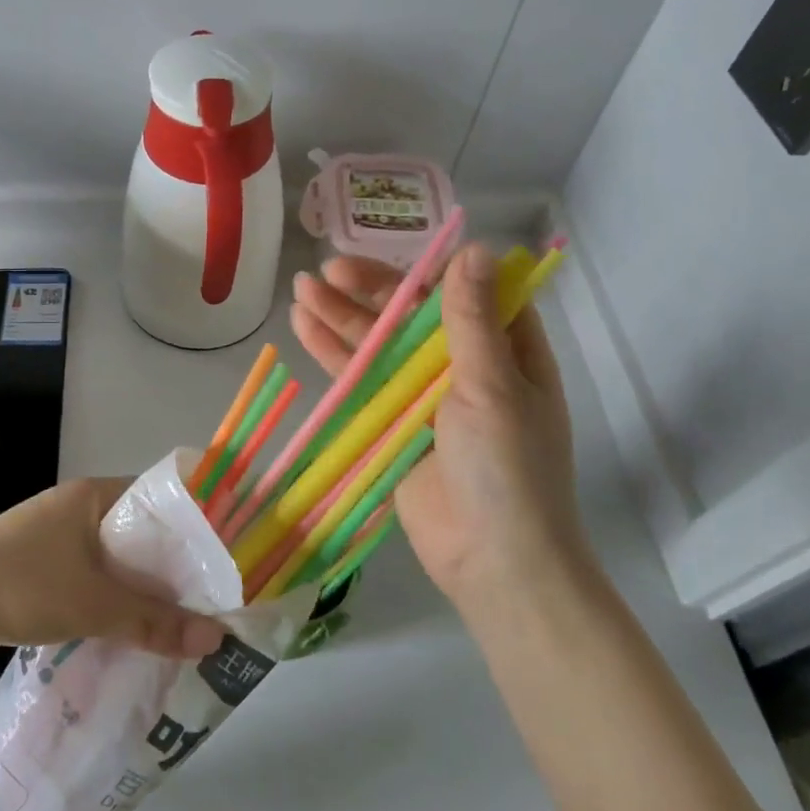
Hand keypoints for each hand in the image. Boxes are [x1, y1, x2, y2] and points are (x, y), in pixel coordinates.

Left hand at [0, 478, 227, 665]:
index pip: (160, 499)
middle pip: (141, 535)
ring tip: (186, 622)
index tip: (229, 558)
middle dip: (174, 568)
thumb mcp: (93, 604)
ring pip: (117, 562)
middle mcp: (78, 510)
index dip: (196, 525)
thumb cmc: (18, 585)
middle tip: (217, 600)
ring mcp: (57, 540)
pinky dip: (114, 603)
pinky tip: (137, 633)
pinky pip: (93, 581)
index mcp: (94, 495)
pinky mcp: (42, 571)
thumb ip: (155, 622)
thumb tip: (218, 639)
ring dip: (144, 590)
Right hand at [291, 245, 583, 603]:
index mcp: (506, 354)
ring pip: (379, 346)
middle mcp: (464, 368)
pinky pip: (360, 382)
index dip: (429, 271)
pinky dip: (333, 355)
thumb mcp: (493, 387)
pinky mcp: (391, 425)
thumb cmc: (507, 468)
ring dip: (342, 317)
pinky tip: (303, 327)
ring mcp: (424, 398)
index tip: (390, 254)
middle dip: (371, 291)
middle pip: (412, 317)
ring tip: (302, 289)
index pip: (466, 294)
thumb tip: (473, 249)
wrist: (492, 561)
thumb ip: (472, 320)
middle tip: (328, 270)